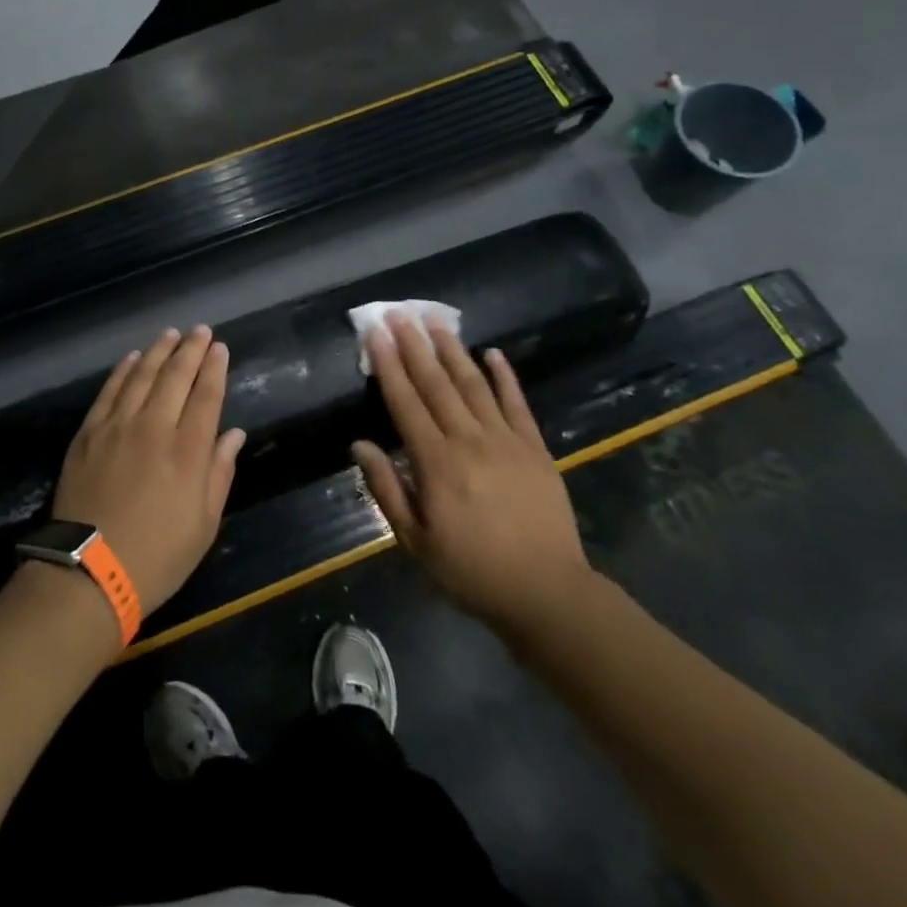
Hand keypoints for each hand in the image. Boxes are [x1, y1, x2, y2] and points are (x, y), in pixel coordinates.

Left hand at [52, 327, 245, 614]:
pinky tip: (132, 358)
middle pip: (175, 376)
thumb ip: (219, 472)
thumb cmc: (158, 556)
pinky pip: (109, 392)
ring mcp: (117, 427)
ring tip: (170, 333)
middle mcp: (154, 427)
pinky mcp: (88, 433)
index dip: (215, 368)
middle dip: (191, 349)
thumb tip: (233, 434)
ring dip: (158, 351)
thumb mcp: (204, 524)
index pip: (206, 396)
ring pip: (141, 375)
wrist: (89, 572)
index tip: (220, 348)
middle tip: (200, 330)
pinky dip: (123, 371)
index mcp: (188, 451)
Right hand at [352, 315, 594, 640]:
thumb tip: (359, 444)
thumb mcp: (415, 540)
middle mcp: (469, 440)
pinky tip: (493, 353)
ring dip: (453, 350)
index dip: (388, 365)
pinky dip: (505, 376)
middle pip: (436, 383)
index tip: (376, 334)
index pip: (405, 402)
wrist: (547, 593)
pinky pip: (517, 404)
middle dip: (414, 345)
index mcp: (436, 463)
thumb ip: (387, 488)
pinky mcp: (535, 449)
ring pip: (474, 384)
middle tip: (399, 312)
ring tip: (436, 321)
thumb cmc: (471, 571)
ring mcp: (506, 441)